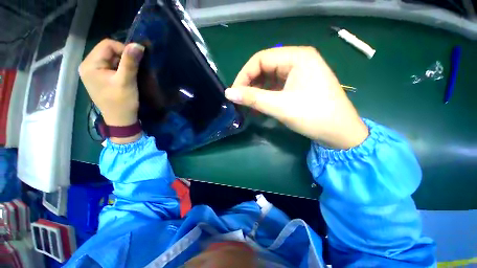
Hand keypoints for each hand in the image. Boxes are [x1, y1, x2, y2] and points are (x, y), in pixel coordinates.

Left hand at [79, 39, 144, 143]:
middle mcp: (87, 66)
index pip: (107, 45)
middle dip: (123, 57)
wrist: (120, 120)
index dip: (124, 49)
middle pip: (107, 51)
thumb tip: (138, 45)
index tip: (137, 60)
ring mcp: (92, 73)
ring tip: (131, 74)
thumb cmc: (122, 102)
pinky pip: (110, 66)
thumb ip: (130, 62)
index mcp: (90, 65)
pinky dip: (120, 68)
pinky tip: (126, 77)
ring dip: (123, 63)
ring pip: (110, 59)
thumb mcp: (126, 81)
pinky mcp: (99, 78)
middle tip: (134, 69)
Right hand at [225, 47, 367, 148]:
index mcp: (297, 57)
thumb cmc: (313, 116)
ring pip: (270, 79)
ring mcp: (300, 73)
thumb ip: (252, 98)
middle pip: (265, 68)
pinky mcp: (299, 86)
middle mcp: (298, 60)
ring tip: (249, 106)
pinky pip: (277, 87)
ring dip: (257, 92)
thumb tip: (229, 93)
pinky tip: (261, 107)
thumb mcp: (279, 106)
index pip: (260, 59)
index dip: (244, 75)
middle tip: (241, 100)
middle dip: (250, 84)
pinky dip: (266, 96)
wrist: (340, 133)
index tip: (235, 93)